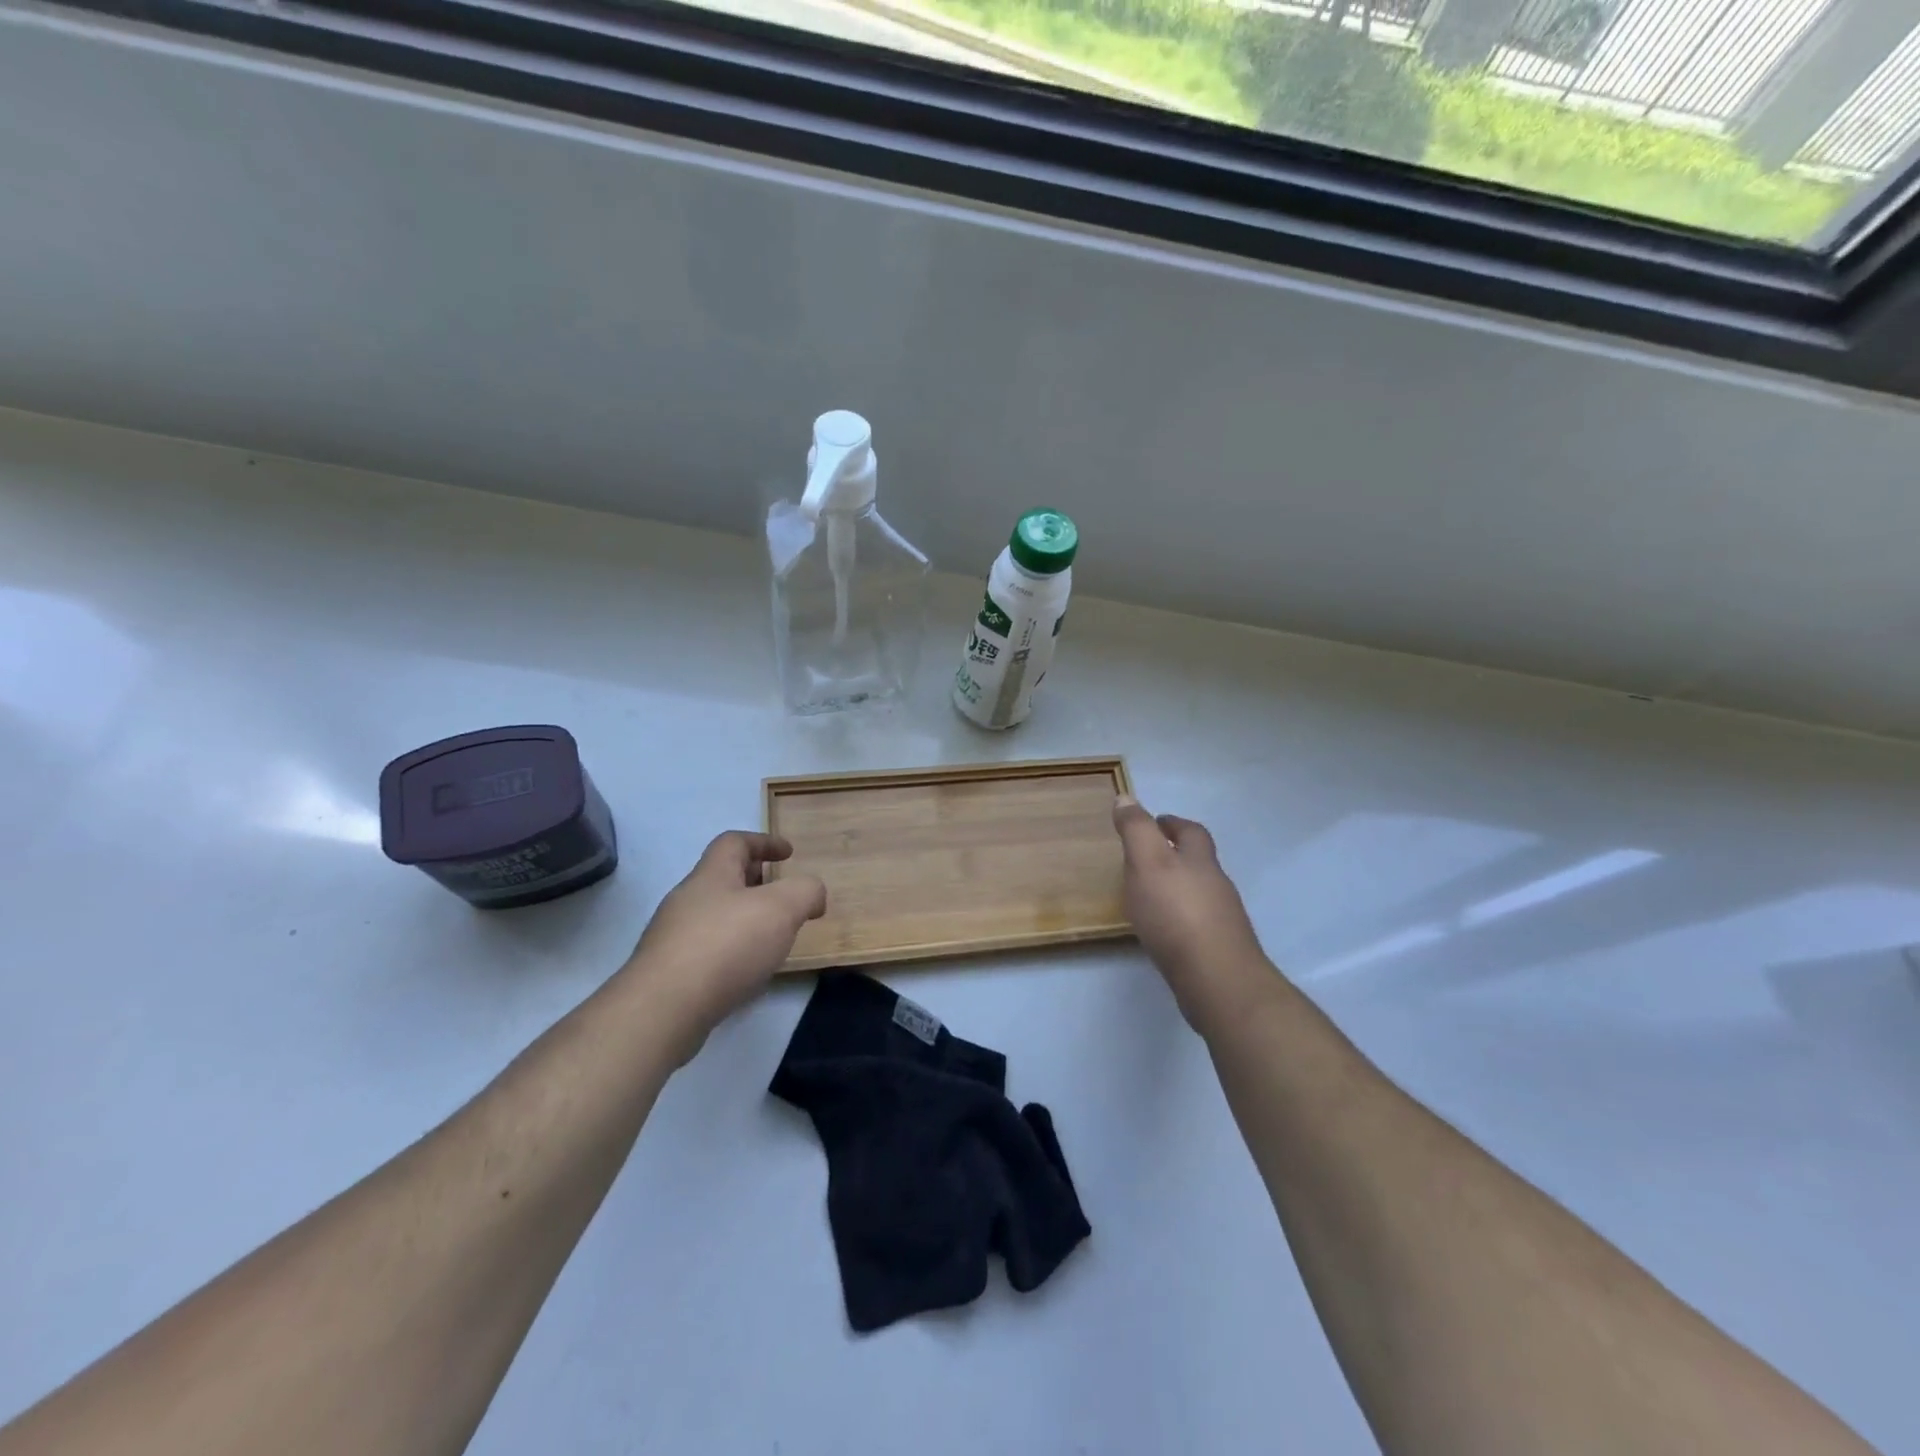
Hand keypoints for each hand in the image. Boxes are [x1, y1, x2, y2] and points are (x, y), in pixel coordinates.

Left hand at [625, 831, 825, 1061]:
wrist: (663, 1009)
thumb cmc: (726, 945)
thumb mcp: (781, 908)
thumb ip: (805, 892)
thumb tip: (812, 894)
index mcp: (711, 875)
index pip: (734, 842)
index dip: (763, 842)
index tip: (788, 853)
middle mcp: (687, 899)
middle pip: (722, 879)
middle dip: (755, 883)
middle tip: (783, 899)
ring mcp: (672, 937)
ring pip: (714, 916)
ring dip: (743, 920)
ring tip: (771, 940)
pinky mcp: (668, 973)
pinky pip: (706, 950)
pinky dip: (730, 951)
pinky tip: (746, 973)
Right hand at [1113, 796, 1270, 1032]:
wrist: (1216, 979)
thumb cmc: (1176, 913)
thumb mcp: (1147, 862)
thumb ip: (1136, 830)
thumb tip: (1126, 797)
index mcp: (1200, 860)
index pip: (1190, 831)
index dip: (1172, 823)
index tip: (1155, 822)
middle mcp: (1216, 885)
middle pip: (1199, 862)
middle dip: (1177, 855)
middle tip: (1147, 858)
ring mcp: (1222, 919)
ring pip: (1199, 893)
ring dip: (1178, 888)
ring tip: (1150, 895)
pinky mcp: (1218, 949)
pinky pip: (1197, 924)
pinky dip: (1180, 919)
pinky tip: (1164, 932)